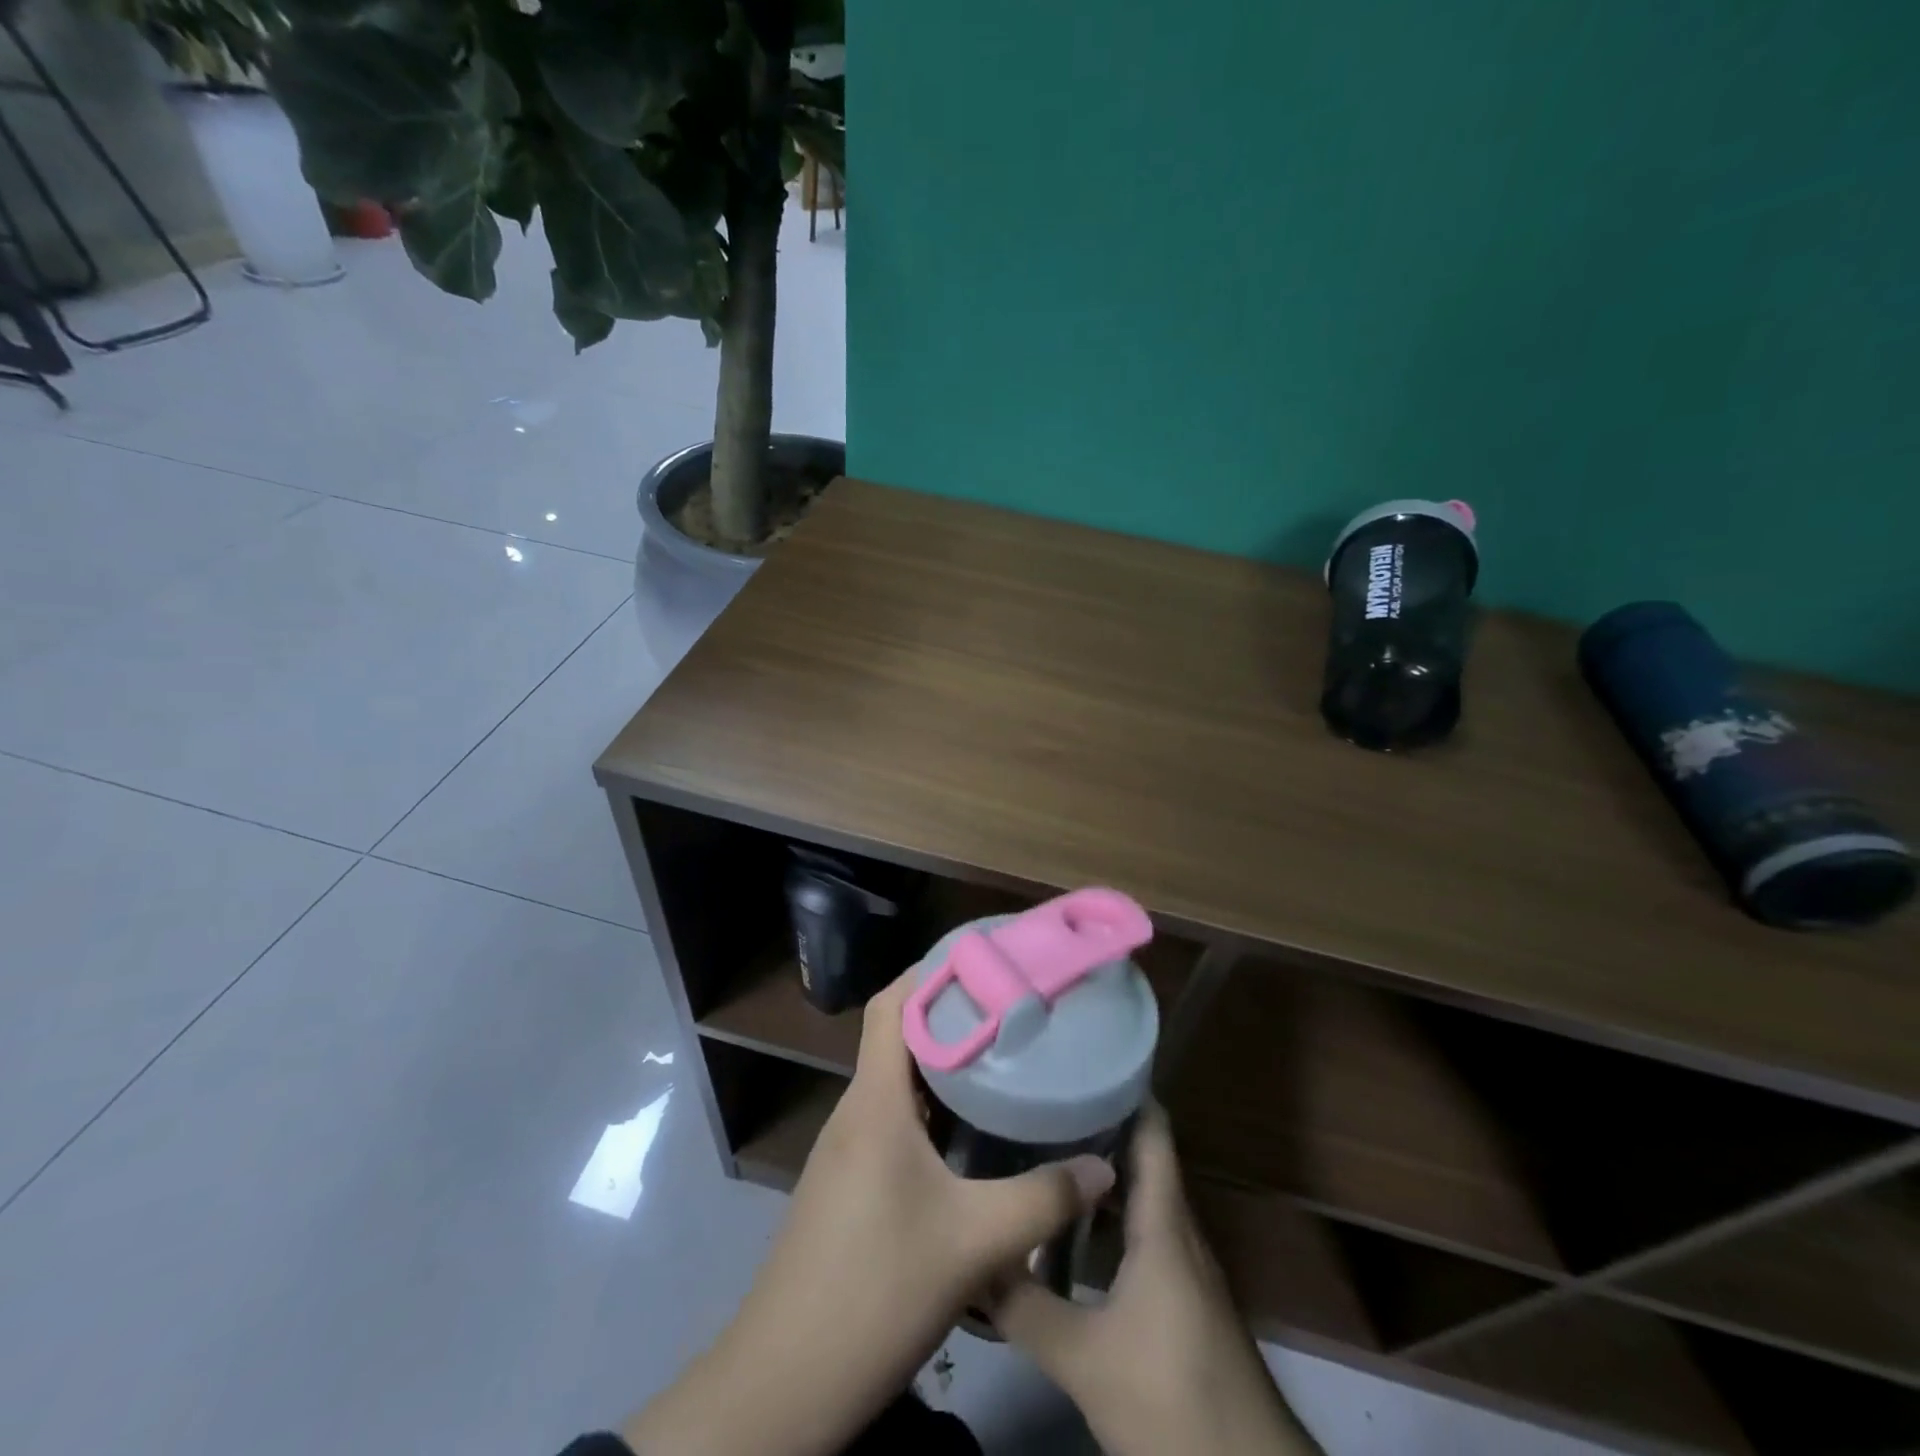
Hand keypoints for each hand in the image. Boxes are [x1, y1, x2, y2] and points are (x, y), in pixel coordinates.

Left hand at [625, 972, 1113, 1455]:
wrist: (784, 1384)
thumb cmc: (874, 1290)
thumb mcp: (973, 1245)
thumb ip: (1043, 1200)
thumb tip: (1105, 1165)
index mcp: (874, 1102)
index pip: (893, 1005)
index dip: (932, 972)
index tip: (985, 962)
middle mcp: (857, 1112)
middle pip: (900, 1037)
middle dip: (952, 1015)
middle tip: (1012, 1008)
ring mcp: (848, 1150)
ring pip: (898, 1082)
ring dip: (944, 1065)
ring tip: (1002, 1058)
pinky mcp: (850, 1184)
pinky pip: (894, 1121)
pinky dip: (933, 1109)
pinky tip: (973, 1134)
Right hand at [990, 1105, 1321, 1455]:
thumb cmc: (1174, 1401)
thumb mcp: (1085, 1361)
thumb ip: (1025, 1307)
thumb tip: (970, 1257)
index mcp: (1164, 1223)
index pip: (1151, 1129)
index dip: (1121, 1087)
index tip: (1075, 1059)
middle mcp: (1178, 1230)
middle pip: (1141, 1156)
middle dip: (1094, 1122)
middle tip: (1038, 1100)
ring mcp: (1184, 1266)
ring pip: (1140, 1196)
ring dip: (1100, 1171)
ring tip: (1044, 1148)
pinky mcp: (1182, 1298)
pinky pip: (1143, 1231)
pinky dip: (1109, 1215)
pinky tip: (1071, 1228)